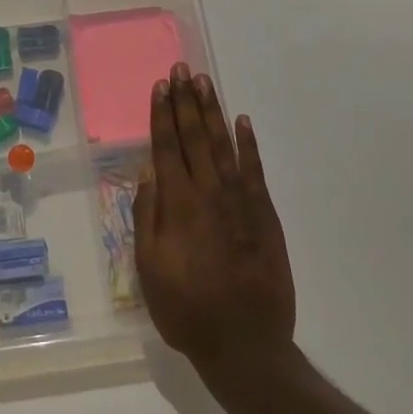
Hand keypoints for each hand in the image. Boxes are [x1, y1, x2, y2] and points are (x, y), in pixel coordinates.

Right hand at [135, 64, 295, 375]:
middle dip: (186, 102)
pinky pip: (255, 170)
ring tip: (204, 83)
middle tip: (181, 69)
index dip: (162, 115)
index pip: (167, 147)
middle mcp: (209, 193)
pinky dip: (248, 144)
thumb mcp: (150, 269)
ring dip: (212, 112)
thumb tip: (147, 173)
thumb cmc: (187, 310)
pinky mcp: (265, 215)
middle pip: (194, 137)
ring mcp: (241, 201)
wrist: (245, 344)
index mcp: (178, 205)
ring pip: (223, 145)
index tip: (160, 86)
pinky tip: (242, 122)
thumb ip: (148, 217)